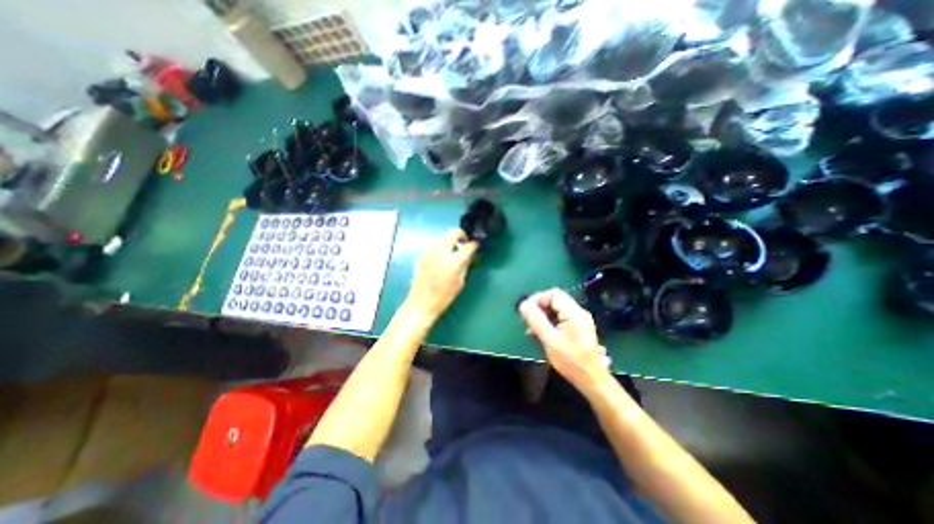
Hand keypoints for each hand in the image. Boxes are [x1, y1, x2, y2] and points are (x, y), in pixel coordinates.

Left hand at [406, 229, 476, 320]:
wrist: (421, 303)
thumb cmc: (443, 297)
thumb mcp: (460, 282)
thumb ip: (465, 265)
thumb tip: (469, 255)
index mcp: (453, 261)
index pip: (467, 246)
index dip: (474, 244)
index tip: (476, 245)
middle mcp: (440, 252)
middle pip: (452, 233)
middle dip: (461, 235)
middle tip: (464, 242)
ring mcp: (429, 252)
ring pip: (441, 236)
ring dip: (449, 238)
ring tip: (453, 248)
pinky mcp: (422, 256)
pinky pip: (433, 245)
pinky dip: (440, 246)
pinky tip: (442, 257)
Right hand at [518, 289, 613, 394]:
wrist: (592, 380)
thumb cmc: (570, 361)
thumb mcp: (549, 339)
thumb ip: (536, 320)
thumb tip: (523, 304)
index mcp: (573, 313)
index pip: (553, 294)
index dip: (538, 298)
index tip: (526, 310)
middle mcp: (579, 313)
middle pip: (555, 300)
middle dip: (539, 308)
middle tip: (527, 320)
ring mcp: (580, 320)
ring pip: (557, 309)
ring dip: (543, 316)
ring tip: (531, 330)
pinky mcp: (579, 328)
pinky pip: (562, 318)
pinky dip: (550, 322)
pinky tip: (542, 334)